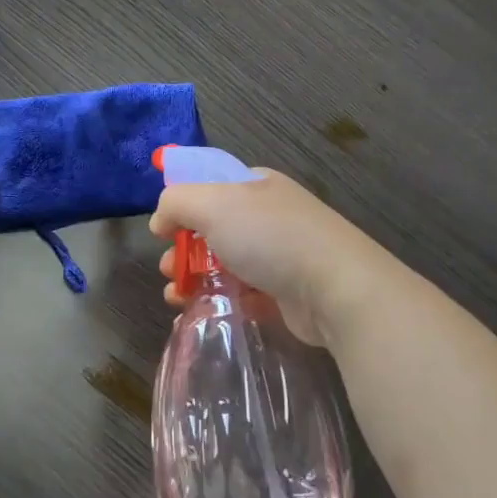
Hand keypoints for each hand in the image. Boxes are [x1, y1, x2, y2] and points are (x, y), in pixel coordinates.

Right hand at [149, 170, 398, 345]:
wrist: (336, 288)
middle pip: (212, 229)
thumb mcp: (212, 204)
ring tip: (176, 296)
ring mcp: (279, 255)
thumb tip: (160, 220)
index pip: (209, 186)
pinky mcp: (285, 292)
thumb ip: (176, 202)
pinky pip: (241, 294)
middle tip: (168, 268)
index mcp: (255, 185)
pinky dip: (218, 301)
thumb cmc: (270, 237)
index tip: (162, 230)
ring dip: (193, 278)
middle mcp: (268, 216)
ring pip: (223, 264)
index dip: (181, 205)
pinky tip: (200, 312)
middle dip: (182, 248)